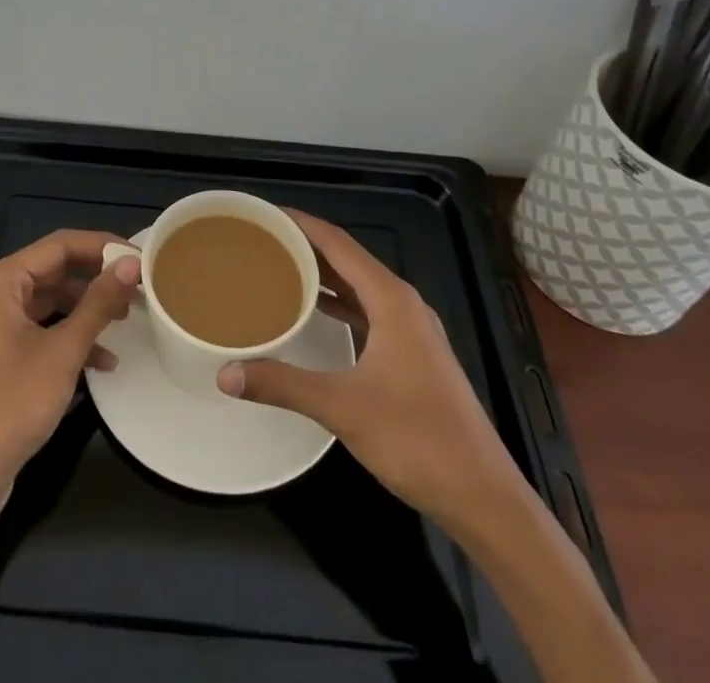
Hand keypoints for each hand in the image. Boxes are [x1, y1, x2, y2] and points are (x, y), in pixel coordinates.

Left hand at [0, 230, 141, 499]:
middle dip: (98, 279)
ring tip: (127, 320)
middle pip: (57, 271)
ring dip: (89, 310)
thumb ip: (99, 303)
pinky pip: (45, 330)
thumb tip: (131, 265)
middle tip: (138, 287)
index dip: (102, 246)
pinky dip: (73, 338)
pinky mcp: (4, 354)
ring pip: (54, 302)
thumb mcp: (64, 351)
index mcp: (3, 280)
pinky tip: (105, 362)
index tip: (140, 257)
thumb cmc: (12, 402)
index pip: (60, 244)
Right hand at [217, 210, 524, 528]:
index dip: (302, 223)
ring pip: (360, 286)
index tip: (266, 213)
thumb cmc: (416, 439)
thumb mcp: (343, 408)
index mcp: (391, 299)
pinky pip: (369, 311)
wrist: (483, 495)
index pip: (339, 243)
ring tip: (280, 267)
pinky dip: (341, 304)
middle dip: (308, 246)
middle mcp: (404, 304)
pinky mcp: (414, 355)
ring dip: (324, 274)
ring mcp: (413, 330)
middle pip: (349, 259)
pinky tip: (317, 312)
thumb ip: (283, 384)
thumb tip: (226, 374)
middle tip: (264, 239)